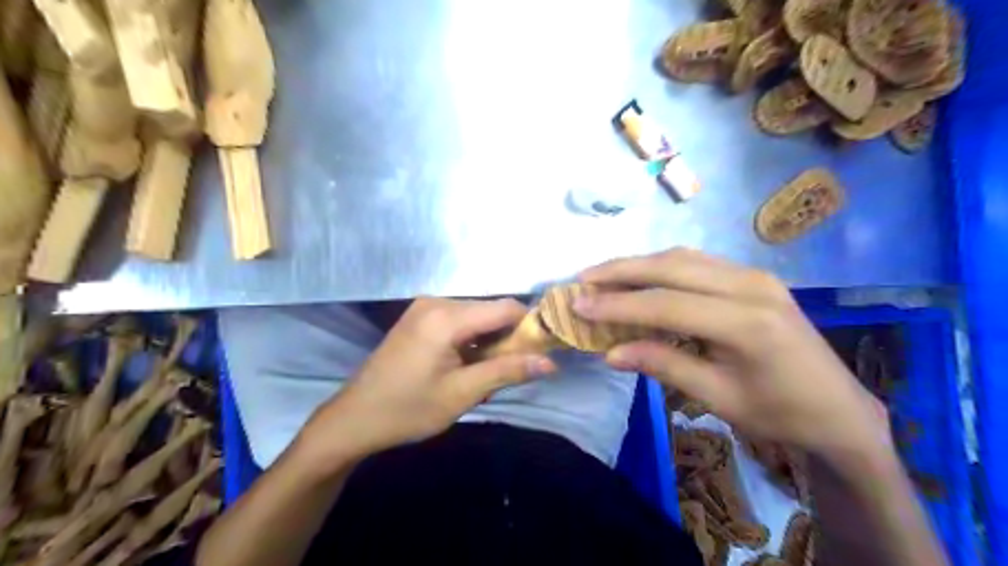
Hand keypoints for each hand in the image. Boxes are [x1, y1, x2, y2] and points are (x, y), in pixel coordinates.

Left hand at [292, 299, 559, 465]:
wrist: (353, 418)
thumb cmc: (408, 409)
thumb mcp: (462, 393)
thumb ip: (508, 371)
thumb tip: (550, 362)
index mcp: (447, 316)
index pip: (506, 308)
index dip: (530, 326)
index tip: (542, 351)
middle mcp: (437, 301)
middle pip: (491, 310)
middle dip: (509, 336)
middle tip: (513, 370)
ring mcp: (425, 307)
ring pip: (477, 316)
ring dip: (490, 340)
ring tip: (487, 371)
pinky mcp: (419, 317)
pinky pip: (459, 320)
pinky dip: (472, 339)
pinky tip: (466, 364)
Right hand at [574, 249, 887, 462]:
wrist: (841, 411)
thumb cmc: (781, 414)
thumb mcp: (719, 397)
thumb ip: (664, 366)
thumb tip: (610, 353)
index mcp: (746, 322)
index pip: (666, 304)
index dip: (617, 304)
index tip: (578, 305)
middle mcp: (751, 285)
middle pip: (671, 267)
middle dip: (621, 270)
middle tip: (583, 279)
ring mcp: (755, 276)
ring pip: (683, 258)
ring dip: (639, 264)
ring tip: (604, 276)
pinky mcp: (755, 277)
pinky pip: (698, 263)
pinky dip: (662, 267)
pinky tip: (642, 278)